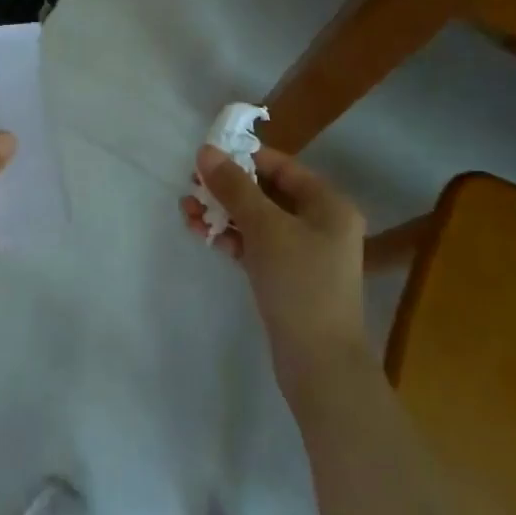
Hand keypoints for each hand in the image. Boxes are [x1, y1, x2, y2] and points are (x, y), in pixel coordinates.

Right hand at [180, 145, 367, 388]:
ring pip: (258, 221)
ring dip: (224, 213)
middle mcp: (321, 223)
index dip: (244, 158)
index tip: (206, 158)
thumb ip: (234, 187)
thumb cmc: (299, 282)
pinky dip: (233, 239)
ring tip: (187, 211)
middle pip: (268, 192)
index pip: (282, 167)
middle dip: (227, 189)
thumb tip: (205, 151)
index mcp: (328, 204)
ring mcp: (305, 252)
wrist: (319, 362)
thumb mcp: (264, 227)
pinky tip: (203, 235)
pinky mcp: (289, 277)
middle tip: (190, 186)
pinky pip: (257, 246)